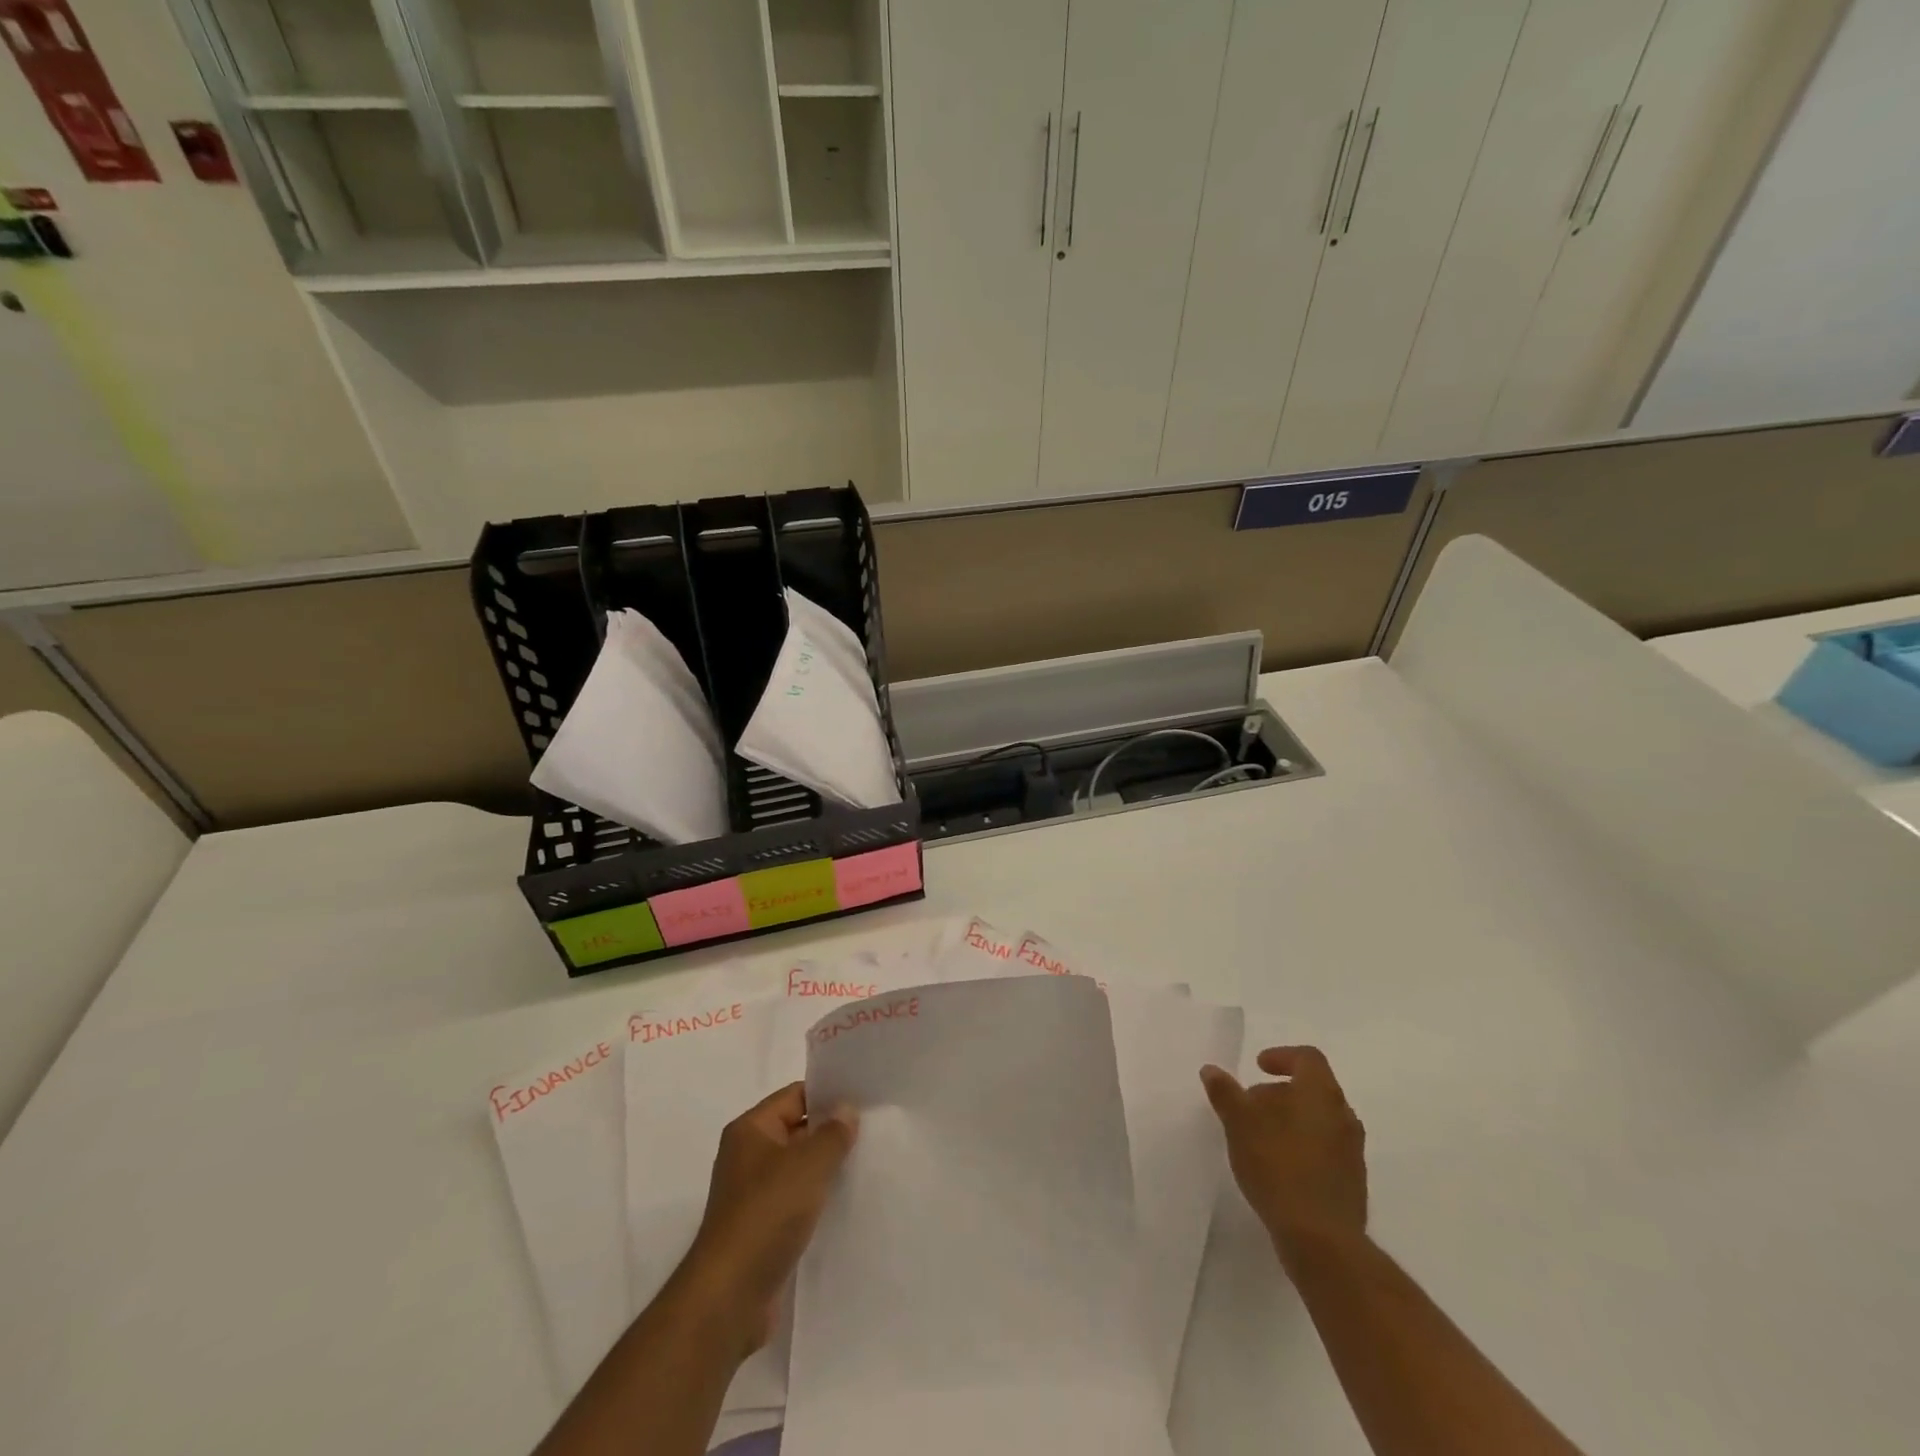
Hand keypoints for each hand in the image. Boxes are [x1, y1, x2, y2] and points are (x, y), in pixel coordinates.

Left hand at [681, 1082, 857, 1355]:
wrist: (730, 1296)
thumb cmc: (767, 1214)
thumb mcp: (809, 1164)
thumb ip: (833, 1133)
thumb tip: (846, 1110)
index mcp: (750, 1130)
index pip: (795, 1096)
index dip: (828, 1095)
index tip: (864, 1100)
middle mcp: (748, 1156)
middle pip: (797, 1130)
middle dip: (831, 1133)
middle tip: (873, 1132)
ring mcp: (753, 1194)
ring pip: (798, 1169)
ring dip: (826, 1169)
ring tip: (865, 1165)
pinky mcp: (761, 1229)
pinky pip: (795, 1201)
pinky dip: (817, 1200)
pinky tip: (845, 1204)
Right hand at [1200, 1046, 1366, 1268]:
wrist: (1322, 1239)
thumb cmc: (1278, 1166)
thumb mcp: (1239, 1123)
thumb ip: (1226, 1093)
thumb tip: (1211, 1070)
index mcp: (1320, 1093)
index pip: (1308, 1058)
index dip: (1282, 1056)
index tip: (1258, 1067)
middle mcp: (1343, 1116)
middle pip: (1314, 1089)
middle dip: (1281, 1092)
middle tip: (1251, 1106)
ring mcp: (1353, 1151)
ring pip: (1321, 1121)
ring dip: (1292, 1121)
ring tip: (1261, 1138)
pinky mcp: (1353, 1183)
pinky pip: (1327, 1150)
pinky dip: (1304, 1147)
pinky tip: (1280, 1168)